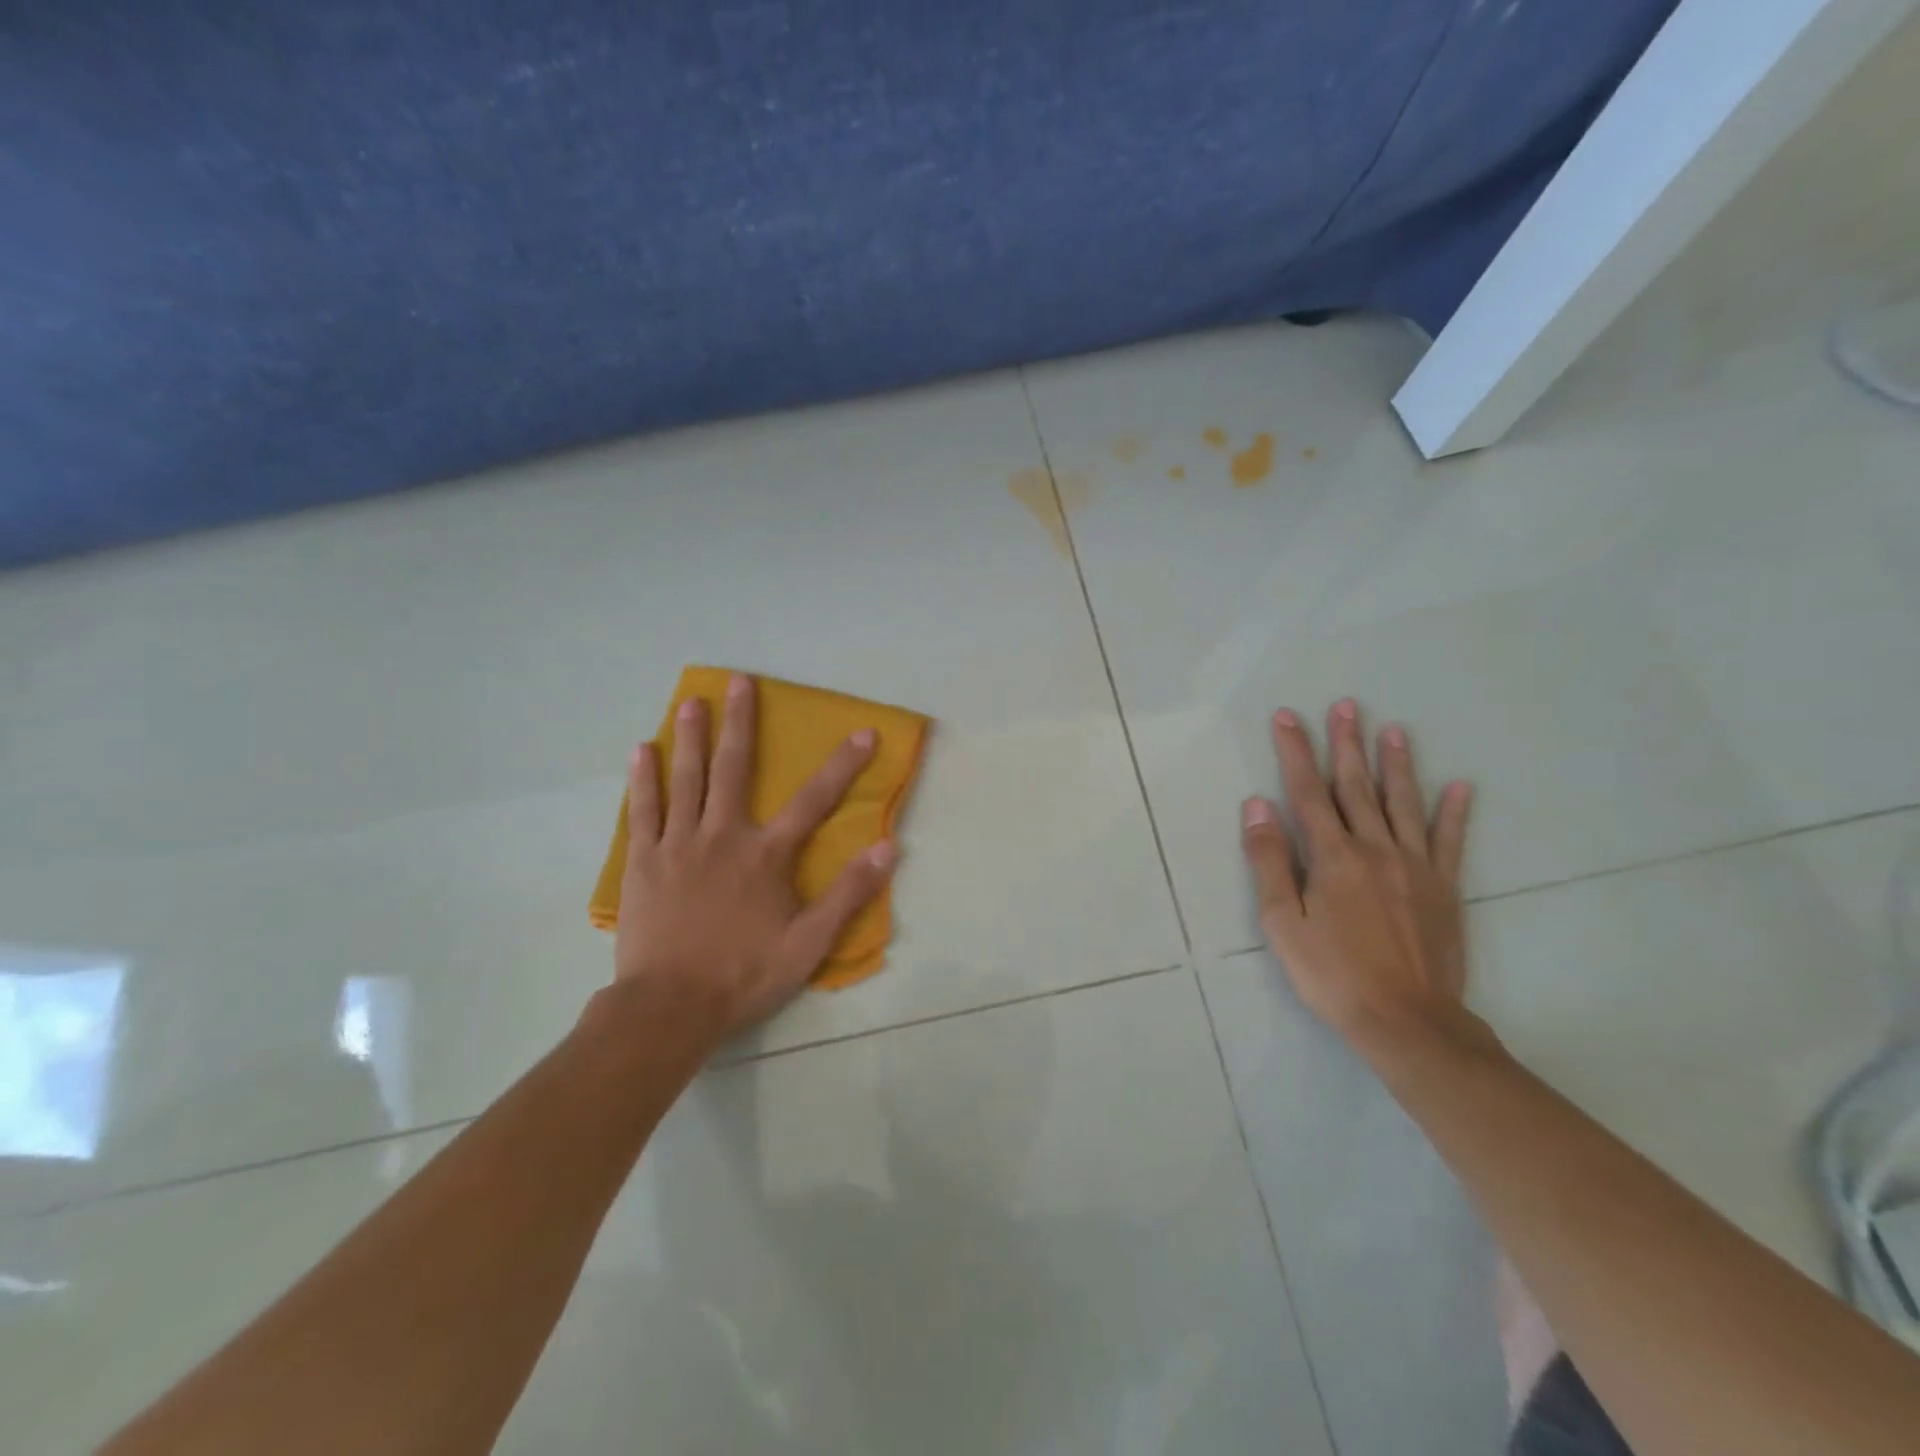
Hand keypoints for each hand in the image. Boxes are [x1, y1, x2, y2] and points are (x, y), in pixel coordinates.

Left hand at [611, 673, 896, 1048]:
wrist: (669, 1007)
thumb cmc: (744, 974)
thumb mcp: (809, 944)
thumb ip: (848, 894)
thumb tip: (886, 848)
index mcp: (765, 855)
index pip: (814, 800)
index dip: (843, 765)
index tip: (862, 732)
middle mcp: (723, 836)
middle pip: (734, 769)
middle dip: (741, 722)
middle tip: (738, 681)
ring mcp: (678, 845)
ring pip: (685, 779)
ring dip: (690, 736)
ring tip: (691, 701)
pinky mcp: (644, 862)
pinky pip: (644, 810)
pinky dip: (644, 778)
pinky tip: (641, 750)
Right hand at [1240, 699, 1474, 1052]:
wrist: (1407, 1021)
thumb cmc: (1331, 973)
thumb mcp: (1282, 922)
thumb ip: (1270, 860)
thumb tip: (1258, 805)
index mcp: (1332, 857)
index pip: (1308, 792)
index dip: (1296, 751)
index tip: (1288, 717)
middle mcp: (1374, 849)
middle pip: (1356, 787)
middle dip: (1346, 744)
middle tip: (1346, 705)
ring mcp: (1414, 866)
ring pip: (1402, 803)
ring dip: (1396, 764)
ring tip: (1394, 730)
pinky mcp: (1443, 887)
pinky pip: (1449, 841)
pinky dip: (1455, 812)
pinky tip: (1461, 785)